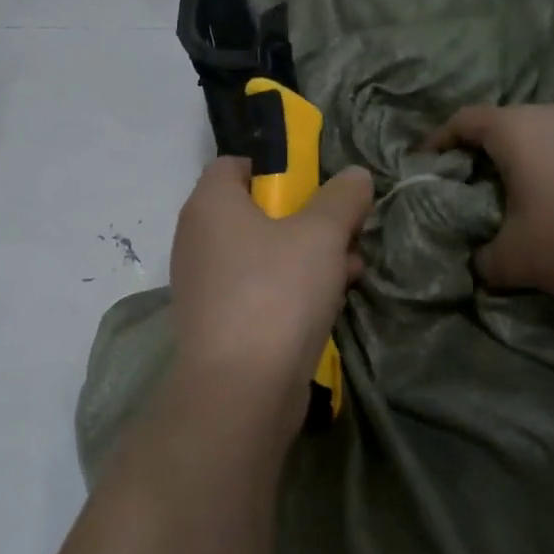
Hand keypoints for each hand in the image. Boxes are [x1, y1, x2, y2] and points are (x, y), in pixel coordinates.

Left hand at [169, 156, 374, 406]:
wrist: (241, 389)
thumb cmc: (277, 292)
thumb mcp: (321, 234)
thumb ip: (341, 198)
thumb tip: (354, 175)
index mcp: (210, 204)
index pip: (235, 164)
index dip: (277, 167)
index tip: (316, 186)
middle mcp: (199, 239)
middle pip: (257, 211)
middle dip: (308, 219)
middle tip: (346, 232)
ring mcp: (206, 284)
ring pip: (264, 254)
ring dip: (309, 257)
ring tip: (351, 271)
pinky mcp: (219, 322)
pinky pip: (259, 290)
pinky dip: (292, 289)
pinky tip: (331, 302)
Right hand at [426, 104, 553, 305]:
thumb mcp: (514, 260)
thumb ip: (482, 260)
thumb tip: (478, 263)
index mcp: (516, 129)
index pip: (464, 121)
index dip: (439, 140)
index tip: (427, 163)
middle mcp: (552, 113)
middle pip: (503, 123)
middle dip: (480, 151)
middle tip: (469, 184)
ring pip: (541, 131)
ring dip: (522, 157)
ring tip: (516, 192)